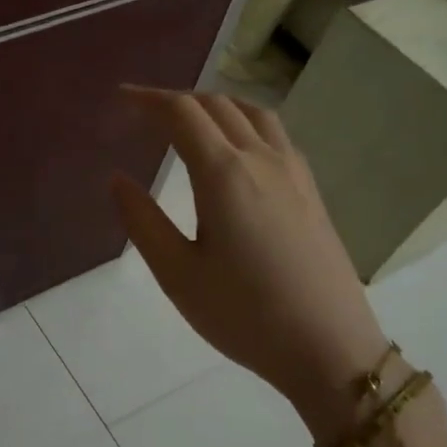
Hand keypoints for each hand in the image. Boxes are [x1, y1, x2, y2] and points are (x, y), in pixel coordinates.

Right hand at [110, 87, 387, 431]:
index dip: (147, 99)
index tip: (119, 99)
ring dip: (213, 105)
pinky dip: (242, 122)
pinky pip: (274, 133)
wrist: (329, 348)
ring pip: (252, 112)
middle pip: (216, 105)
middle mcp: (262, 159)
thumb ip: (142, 221)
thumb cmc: (244, 314)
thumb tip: (117, 179)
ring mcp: (293, 172)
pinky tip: (234, 149)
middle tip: (143, 113)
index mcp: (224, 175)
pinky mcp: (311, 189)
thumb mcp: (177, 274)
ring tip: (187, 121)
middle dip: (175, 100)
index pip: (181, 114)